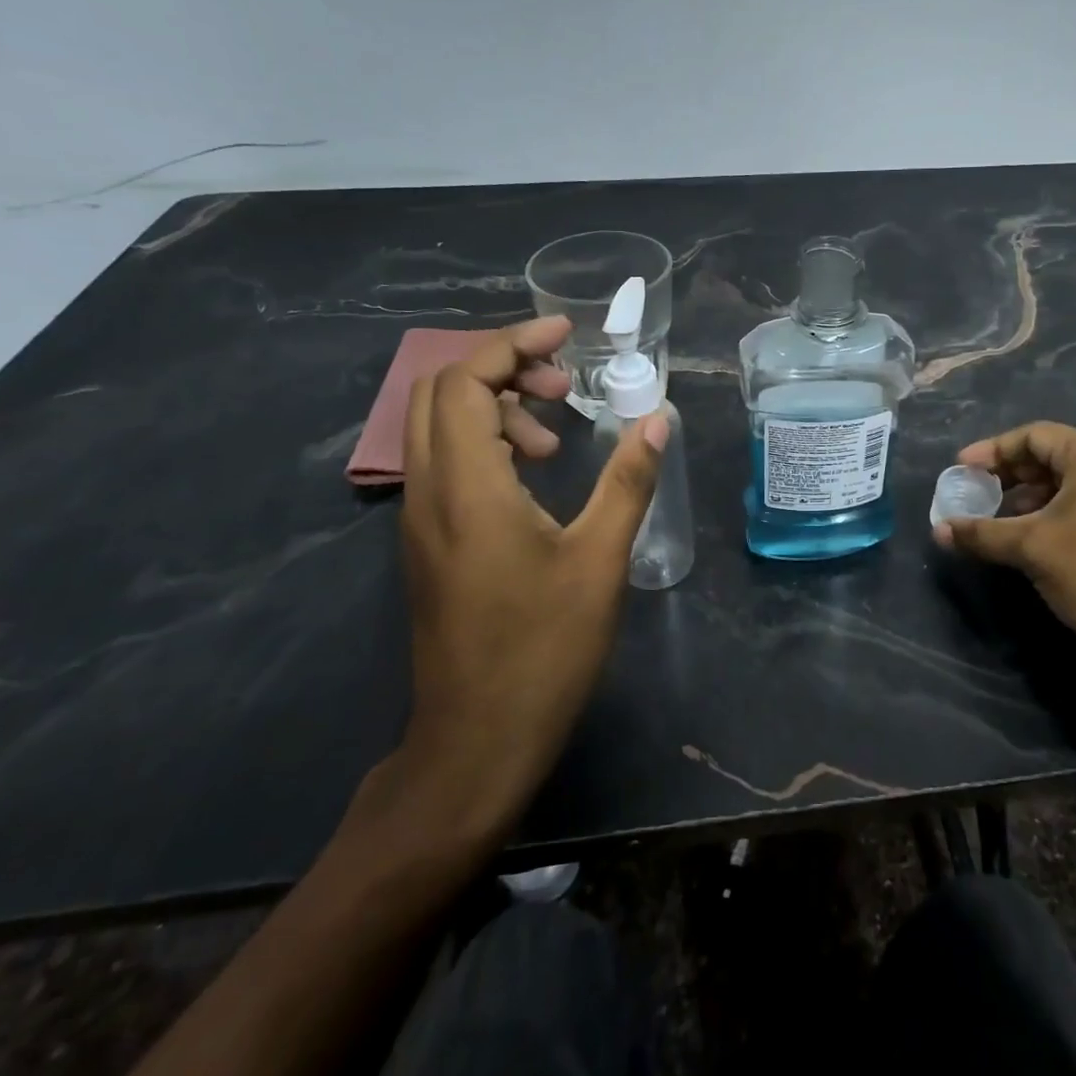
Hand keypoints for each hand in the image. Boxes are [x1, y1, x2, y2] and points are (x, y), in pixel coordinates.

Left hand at [385, 316, 668, 853]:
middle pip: (441, 393)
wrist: (476, 742)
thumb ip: (628, 480)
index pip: (466, 380)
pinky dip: (485, 444)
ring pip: (438, 429)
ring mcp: (419, 521)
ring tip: (554, 436)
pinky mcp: (427, 545)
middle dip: (503, 369)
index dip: (514, 344)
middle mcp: (428, 493)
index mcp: (467, 488)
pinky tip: (532, 477)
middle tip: (564, 386)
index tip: (566, 334)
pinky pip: (444, 464)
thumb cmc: (544, 650)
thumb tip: (656, 417)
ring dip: (494, 408)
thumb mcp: (600, 560)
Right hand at [932, 422, 1075, 696]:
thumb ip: (981, 533)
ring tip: (997, 520)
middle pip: (1052, 456)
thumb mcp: (1031, 548)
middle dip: (1009, 475)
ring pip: (1069, 484)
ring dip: (1029, 498)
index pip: (1033, 436)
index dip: (991, 450)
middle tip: (975, 493)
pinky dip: (1053, 514)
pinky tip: (1032, 540)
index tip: (960, 470)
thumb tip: (938, 530)